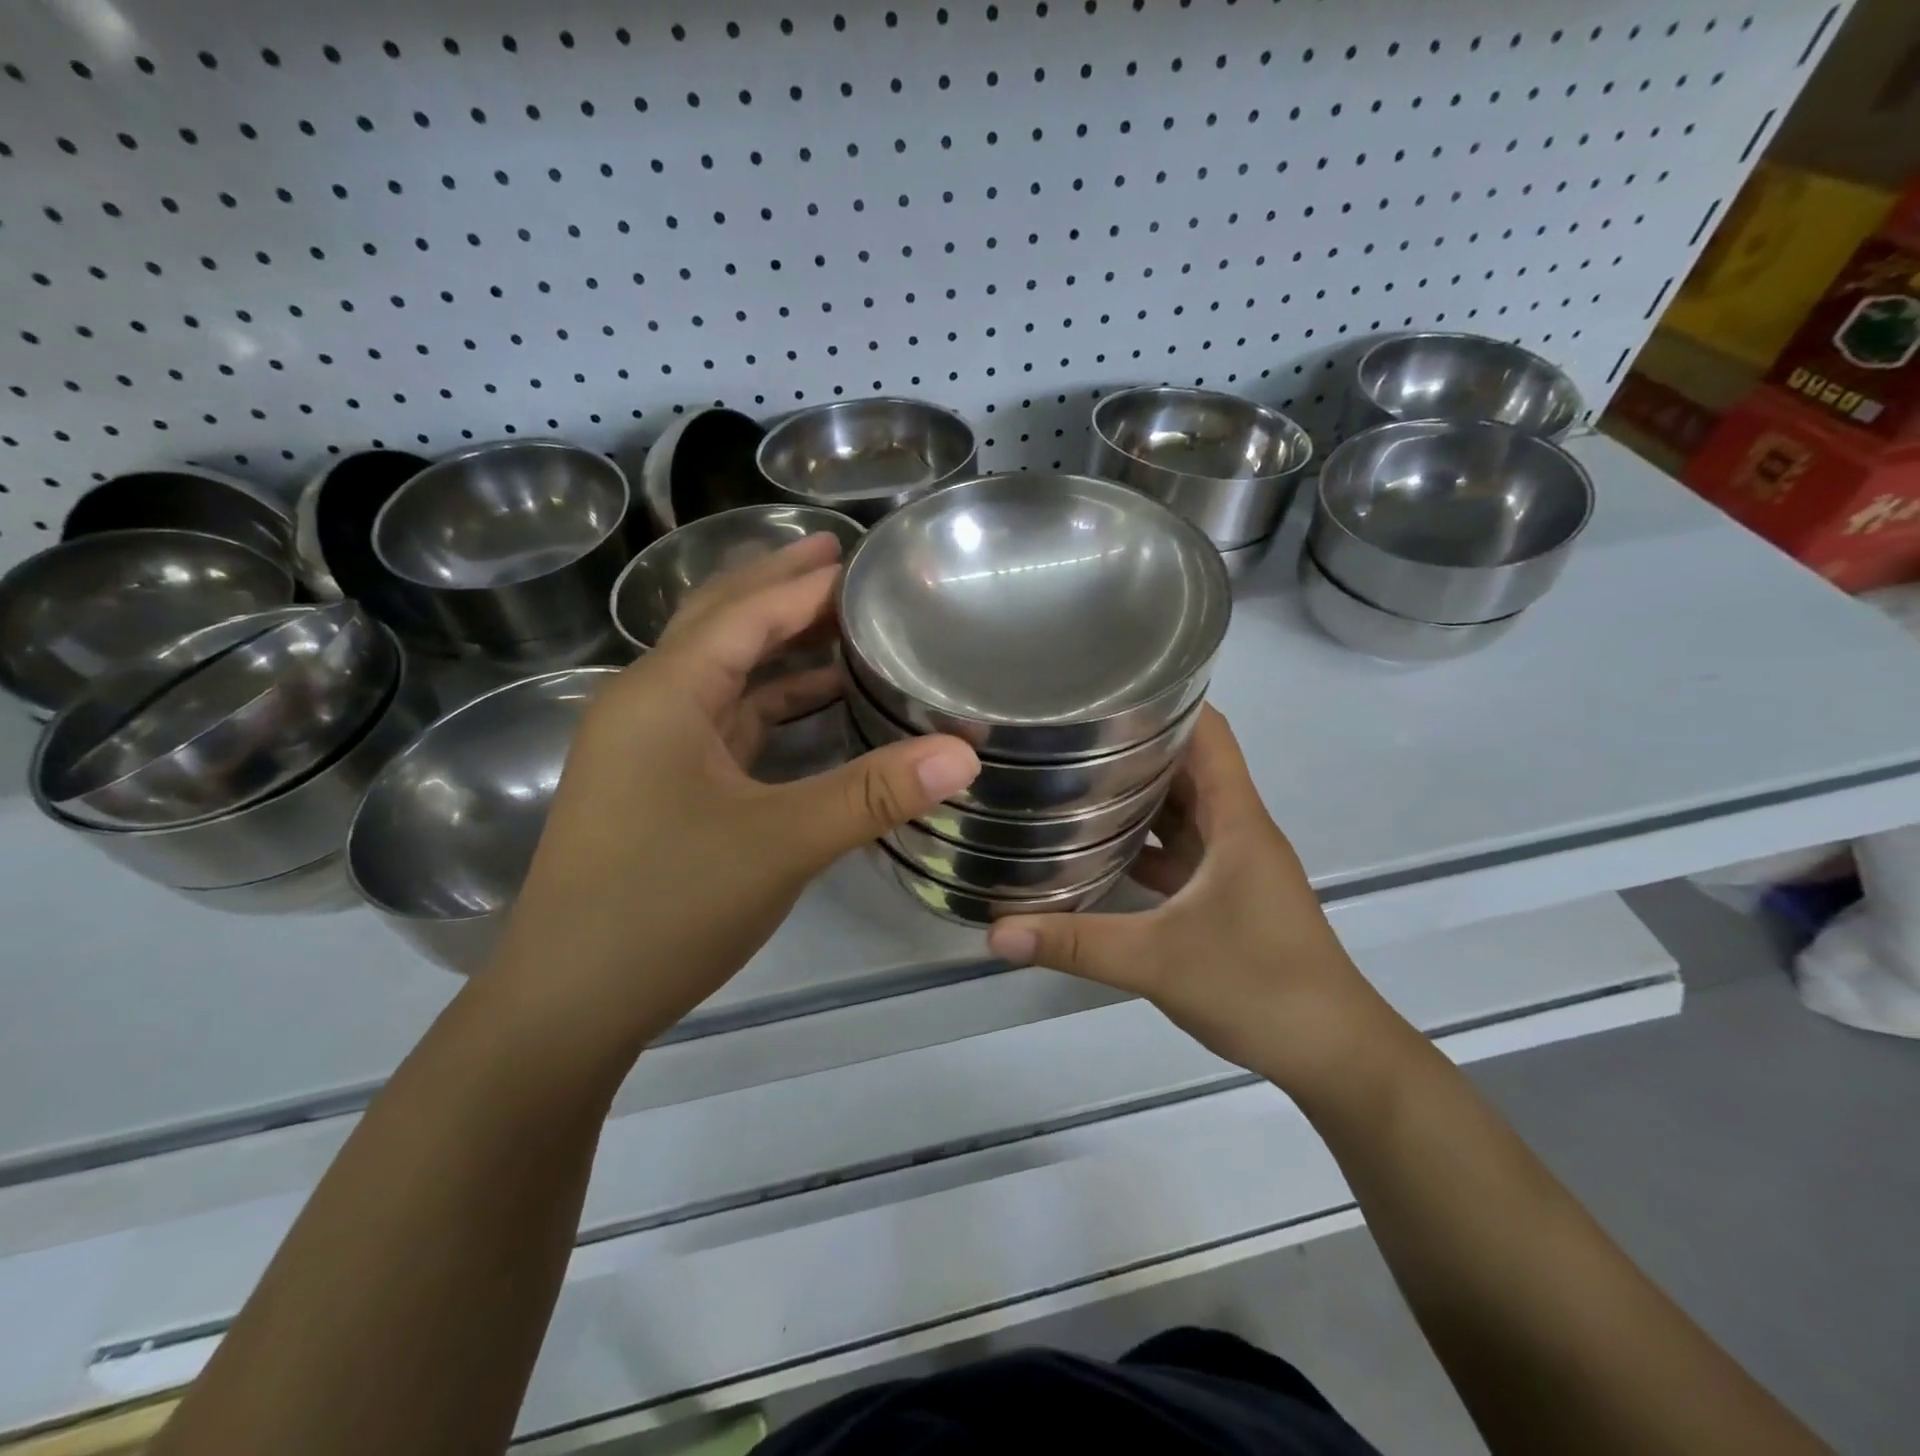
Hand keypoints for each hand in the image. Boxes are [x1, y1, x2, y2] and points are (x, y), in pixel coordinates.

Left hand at [488, 535, 979, 1057]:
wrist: (567, 1002)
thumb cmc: (665, 907)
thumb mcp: (781, 844)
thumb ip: (874, 793)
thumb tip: (966, 753)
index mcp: (664, 693)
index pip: (746, 612)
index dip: (806, 582)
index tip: (864, 558)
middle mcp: (648, 703)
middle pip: (721, 622)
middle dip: (781, 588)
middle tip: (844, 563)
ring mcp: (649, 746)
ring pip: (722, 673)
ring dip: (778, 646)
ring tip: (843, 625)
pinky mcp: (660, 783)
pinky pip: (723, 719)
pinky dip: (770, 702)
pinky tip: (814, 705)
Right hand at [986, 707, 1394, 1093]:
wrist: (1334, 1054)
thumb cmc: (1259, 986)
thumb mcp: (1157, 962)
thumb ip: (1075, 944)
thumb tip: (996, 932)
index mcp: (1237, 821)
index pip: (1209, 734)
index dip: (1167, 701)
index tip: (1109, 689)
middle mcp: (1238, 831)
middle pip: (1189, 766)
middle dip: (1135, 745)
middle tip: (1069, 734)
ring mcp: (1235, 865)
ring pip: (1184, 810)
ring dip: (1139, 794)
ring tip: (1074, 779)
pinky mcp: (1228, 896)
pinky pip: (1181, 850)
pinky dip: (1145, 842)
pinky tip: (1100, 850)